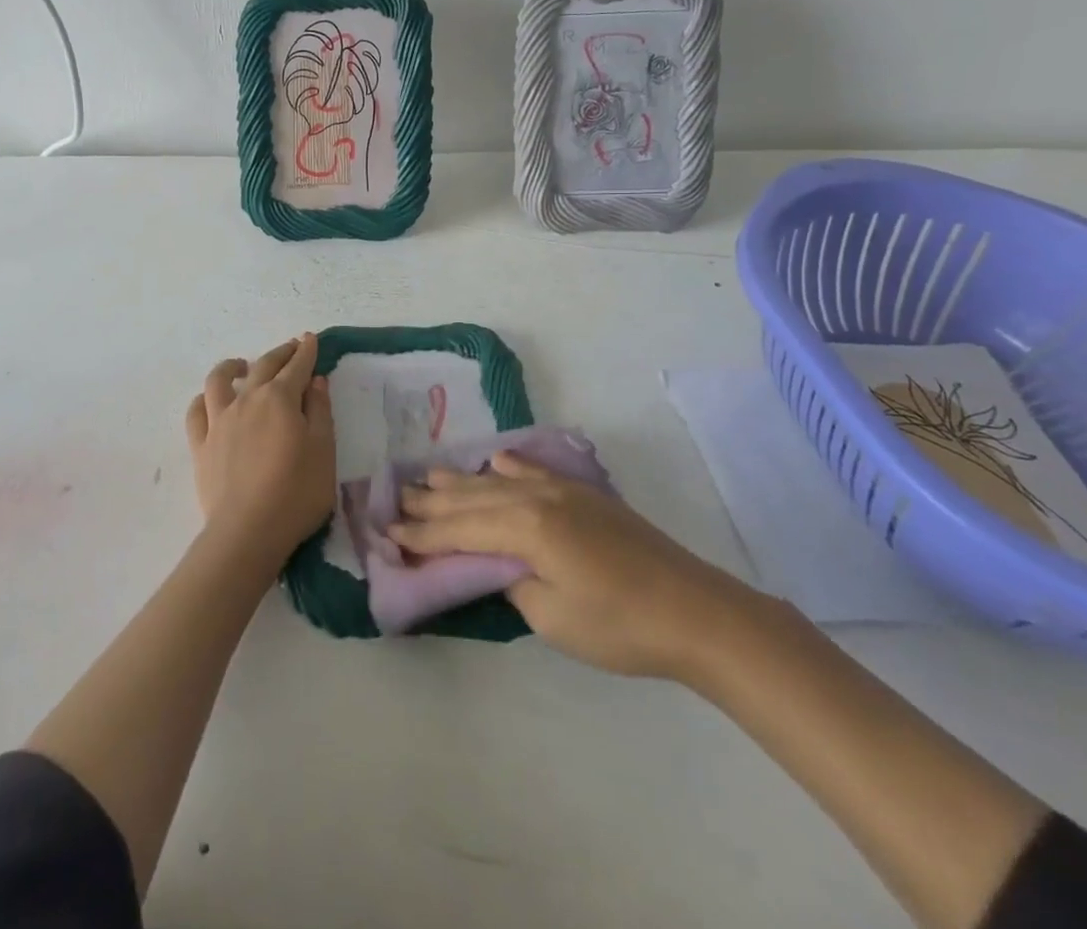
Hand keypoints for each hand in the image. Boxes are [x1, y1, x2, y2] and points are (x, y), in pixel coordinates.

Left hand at [184, 333, 335, 571]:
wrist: (248, 531)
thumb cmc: (296, 493)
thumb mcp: (324, 451)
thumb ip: (320, 412)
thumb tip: (315, 381)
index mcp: (281, 399)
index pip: (296, 367)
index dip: (306, 351)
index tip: (310, 339)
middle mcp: (247, 400)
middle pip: (263, 367)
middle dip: (280, 354)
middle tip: (291, 347)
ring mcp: (219, 421)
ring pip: (218, 380)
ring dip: (232, 367)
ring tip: (241, 365)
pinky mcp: (200, 444)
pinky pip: (196, 412)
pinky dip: (203, 399)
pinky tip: (209, 401)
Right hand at [390, 452, 762, 681]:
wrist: (696, 611)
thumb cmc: (620, 625)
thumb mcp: (553, 618)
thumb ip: (513, 583)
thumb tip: (498, 565)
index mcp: (525, 527)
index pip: (461, 530)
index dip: (423, 534)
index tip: (389, 531)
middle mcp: (537, 498)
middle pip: (473, 498)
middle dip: (432, 501)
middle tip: (396, 497)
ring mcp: (563, 491)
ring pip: (499, 481)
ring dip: (462, 480)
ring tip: (429, 475)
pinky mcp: (584, 496)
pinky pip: (535, 472)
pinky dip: (510, 467)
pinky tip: (496, 461)